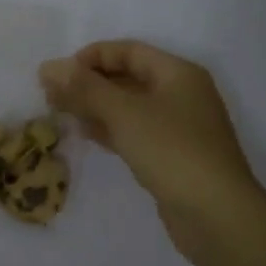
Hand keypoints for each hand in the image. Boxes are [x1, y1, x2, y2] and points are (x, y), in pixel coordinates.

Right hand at [40, 41, 265, 254]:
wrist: (217, 215)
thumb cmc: (172, 151)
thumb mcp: (124, 113)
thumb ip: (84, 88)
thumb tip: (48, 66)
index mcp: (178, 73)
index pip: (128, 51)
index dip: (91, 56)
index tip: (58, 73)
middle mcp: (182, 94)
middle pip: (128, 77)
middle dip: (89, 83)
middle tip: (52, 95)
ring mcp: (179, 127)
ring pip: (130, 107)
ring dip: (96, 107)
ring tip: (61, 113)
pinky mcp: (173, 156)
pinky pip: (136, 132)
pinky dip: (110, 129)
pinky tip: (86, 134)